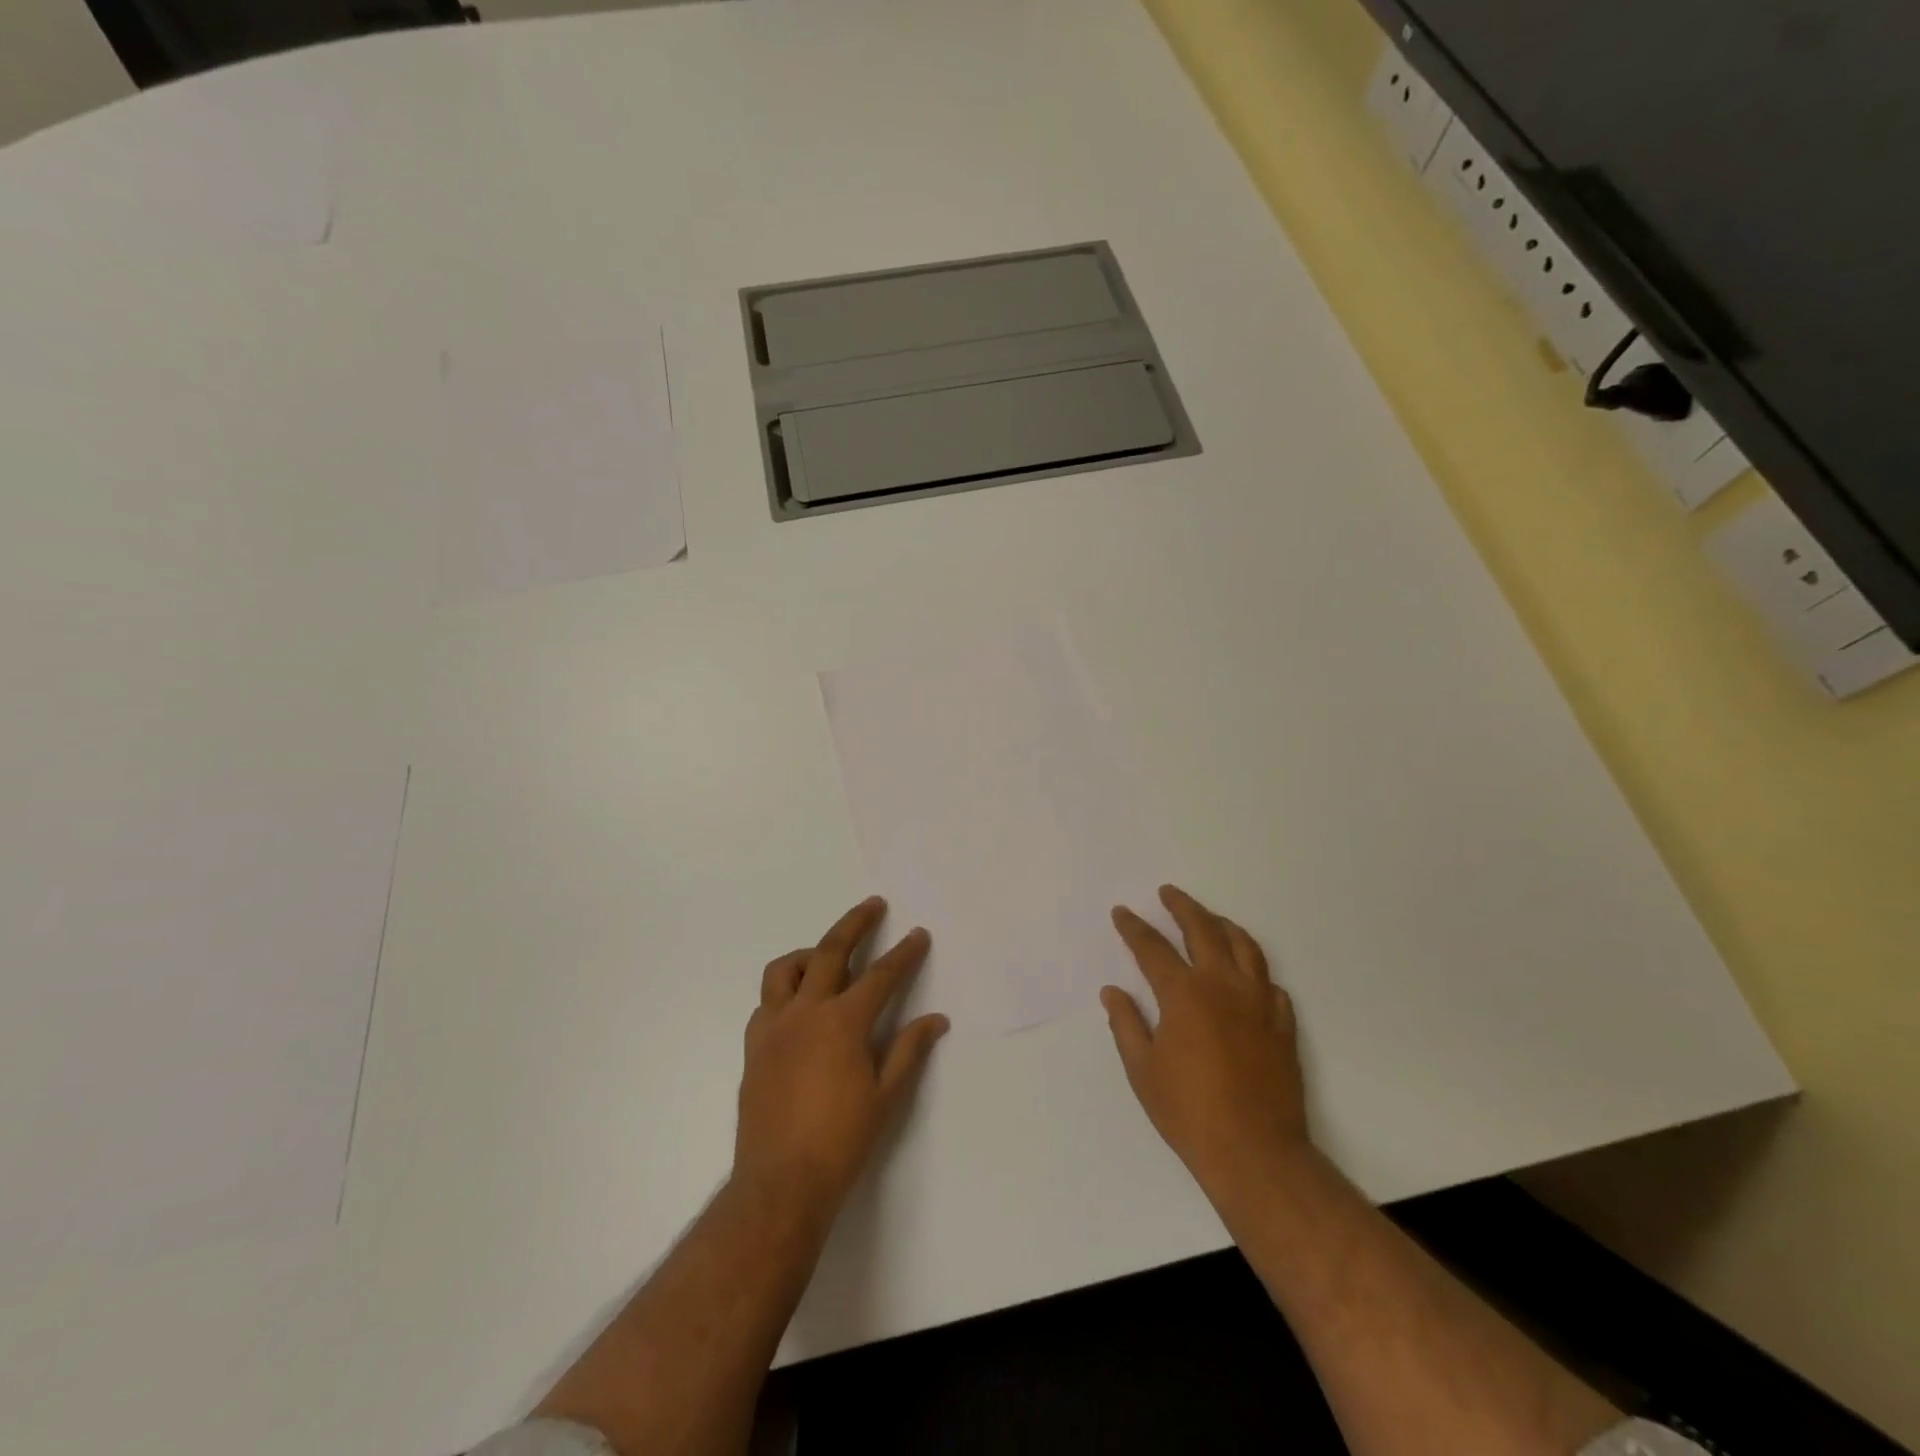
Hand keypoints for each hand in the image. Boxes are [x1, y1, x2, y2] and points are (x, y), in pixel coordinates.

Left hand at [734, 896, 948, 1214]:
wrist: (780, 1183)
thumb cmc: (841, 1141)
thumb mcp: (886, 1097)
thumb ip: (909, 1050)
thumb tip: (936, 1019)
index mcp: (843, 1022)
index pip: (881, 975)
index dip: (904, 953)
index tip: (918, 934)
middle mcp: (806, 1011)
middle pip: (832, 951)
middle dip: (856, 923)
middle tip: (874, 905)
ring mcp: (774, 1026)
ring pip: (786, 969)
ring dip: (810, 953)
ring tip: (828, 956)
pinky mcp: (753, 1046)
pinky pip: (767, 1002)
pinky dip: (785, 991)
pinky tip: (799, 1006)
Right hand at [1103, 885, 1311, 1207]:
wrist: (1256, 1152)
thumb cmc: (1189, 1111)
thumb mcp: (1143, 1070)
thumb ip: (1126, 1024)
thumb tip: (1112, 992)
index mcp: (1184, 994)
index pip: (1152, 948)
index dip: (1134, 927)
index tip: (1123, 912)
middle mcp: (1223, 986)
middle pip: (1203, 930)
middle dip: (1182, 907)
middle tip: (1169, 893)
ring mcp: (1259, 1002)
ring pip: (1244, 946)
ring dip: (1223, 925)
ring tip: (1210, 918)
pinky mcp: (1283, 1024)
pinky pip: (1270, 982)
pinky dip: (1254, 968)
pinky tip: (1246, 973)